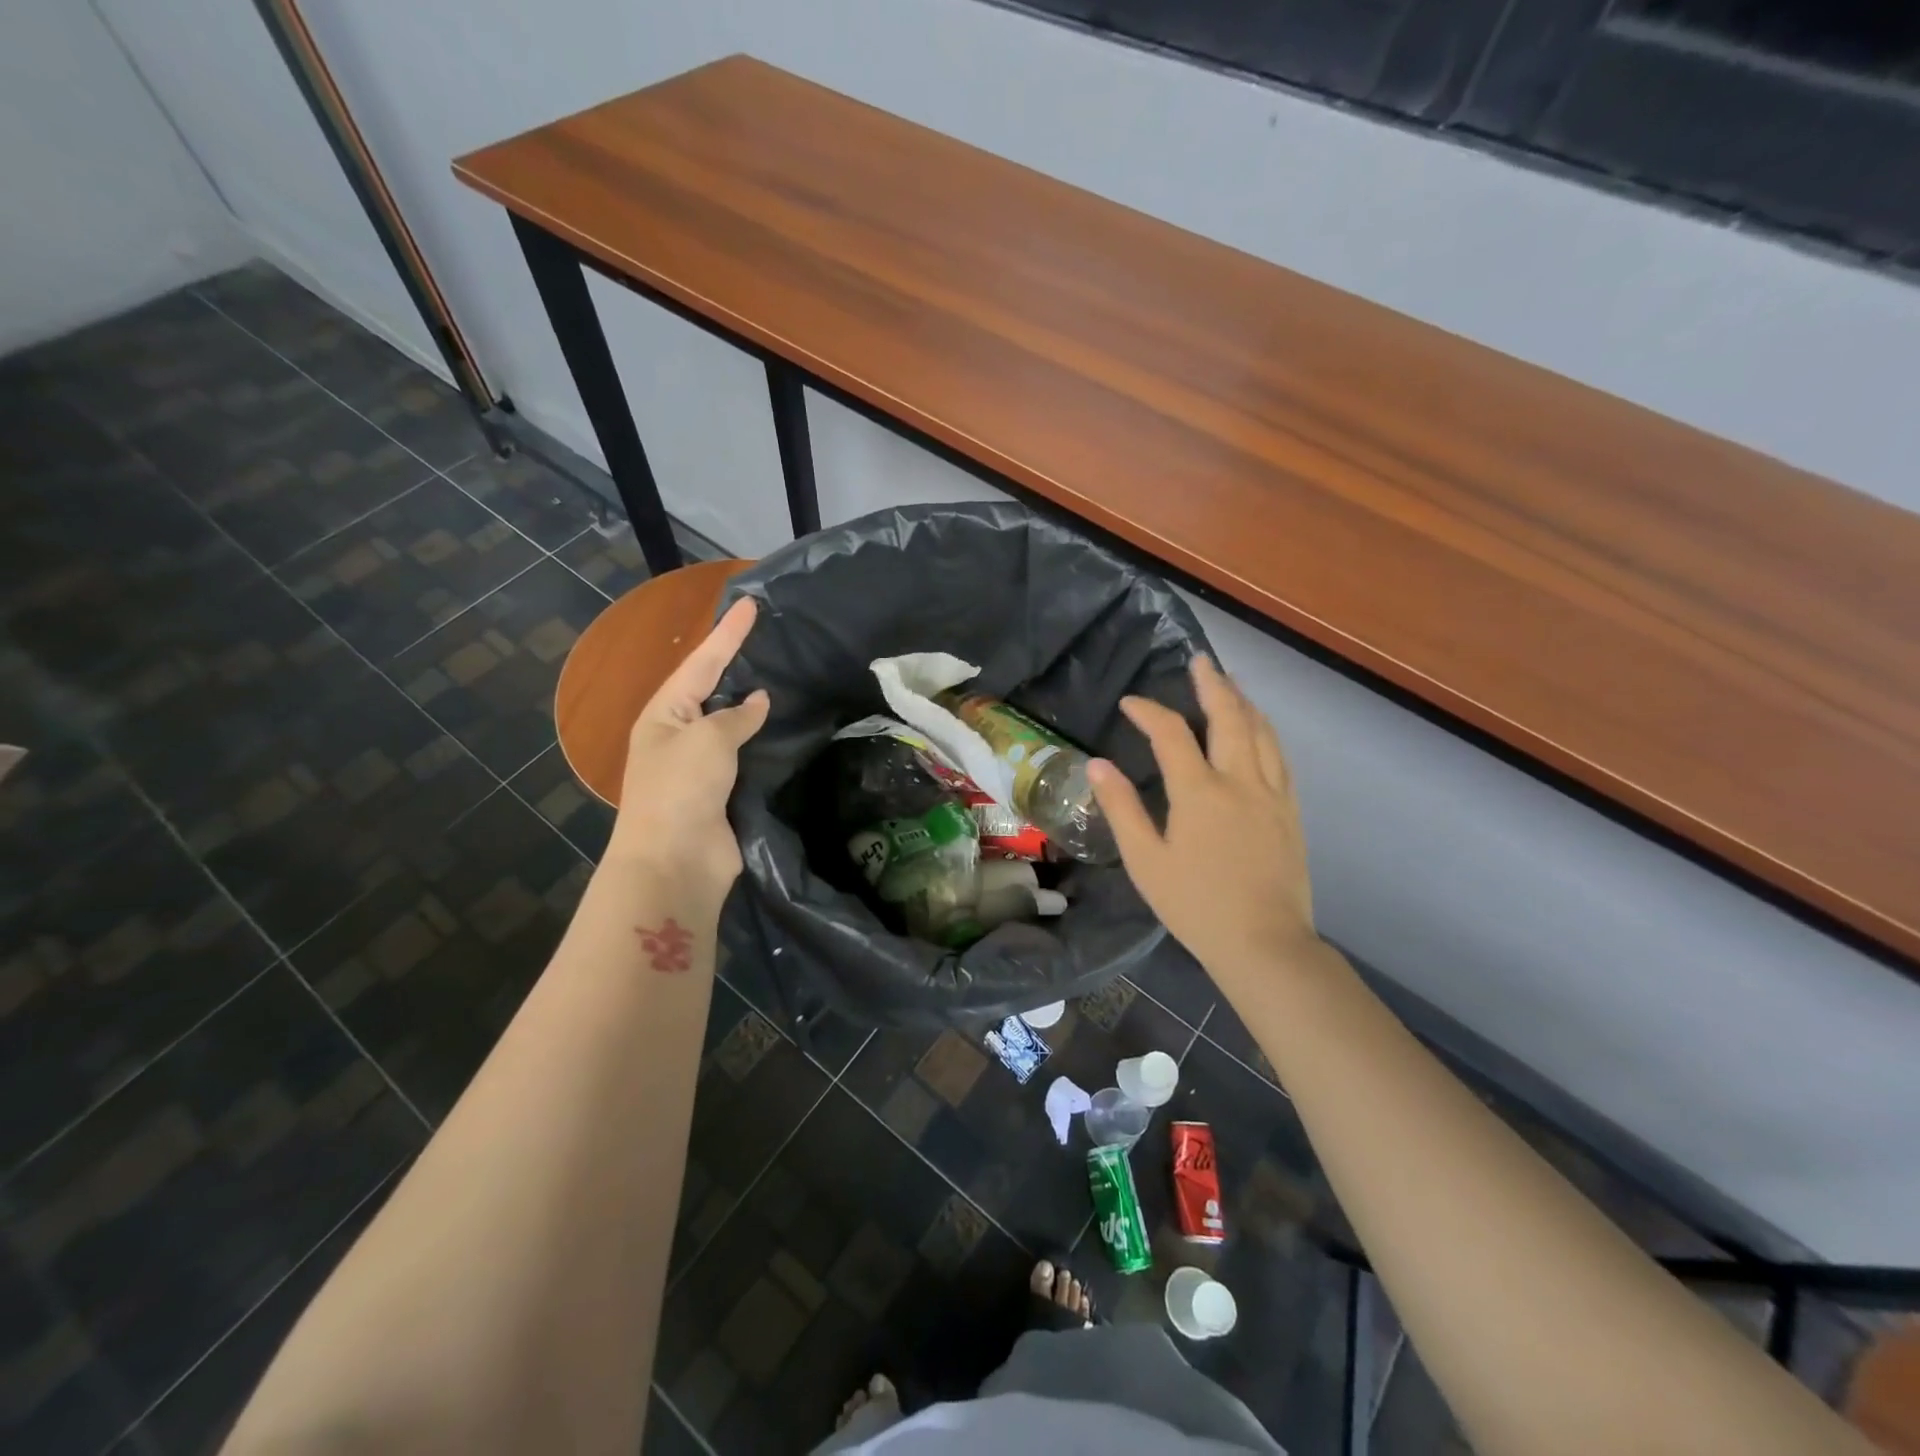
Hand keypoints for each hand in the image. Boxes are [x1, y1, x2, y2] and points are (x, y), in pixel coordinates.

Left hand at [607, 596, 769, 901]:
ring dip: (753, 704)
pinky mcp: (723, 791)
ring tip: (783, 675)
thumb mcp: (707, 740)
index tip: (751, 604)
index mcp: (664, 713)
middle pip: (713, 689)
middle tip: (769, 635)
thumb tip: (758, 701)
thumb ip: (736, 716)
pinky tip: (785, 727)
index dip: (728, 634)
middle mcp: (679, 734)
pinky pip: (746, 755)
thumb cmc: (681, 789)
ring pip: (732, 723)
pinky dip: (763, 740)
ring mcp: (701, 765)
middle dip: (737, 663)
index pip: (702, 663)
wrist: (675, 861)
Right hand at [1088, 655, 1314, 982]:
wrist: (1264, 943)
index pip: (1171, 733)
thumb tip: (1098, 765)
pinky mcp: (1290, 811)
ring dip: (1243, 701)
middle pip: (1229, 717)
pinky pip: (1280, 756)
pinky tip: (1260, 730)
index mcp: (1199, 792)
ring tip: (1230, 684)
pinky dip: (1265, 731)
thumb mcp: (1146, 860)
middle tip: (1201, 661)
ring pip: (1261, 731)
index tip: (1130, 703)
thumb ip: (1122, 808)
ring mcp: (1272, 794)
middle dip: (1212, 684)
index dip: (1148, 711)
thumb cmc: (1195, 905)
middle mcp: (1240, 781)